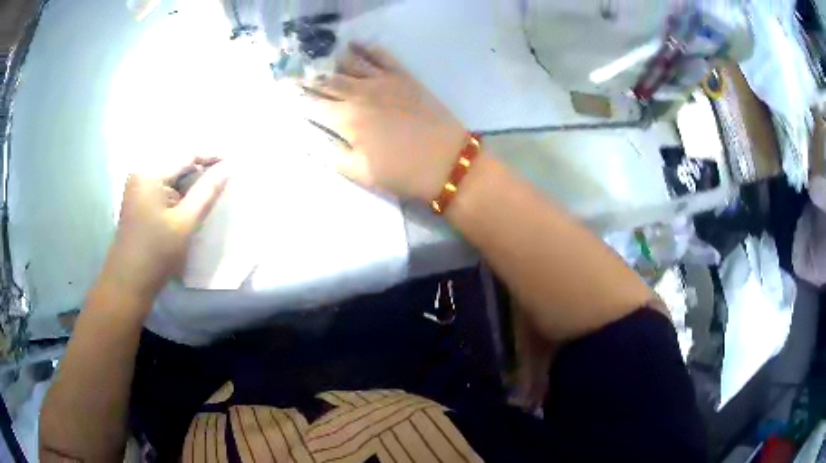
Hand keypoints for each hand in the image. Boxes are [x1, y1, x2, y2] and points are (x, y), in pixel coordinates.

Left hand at [103, 157, 229, 298]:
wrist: (128, 283)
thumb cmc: (156, 254)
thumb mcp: (185, 223)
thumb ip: (207, 192)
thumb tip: (230, 167)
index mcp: (150, 173)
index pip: (187, 153)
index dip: (213, 155)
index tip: (235, 162)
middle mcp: (142, 172)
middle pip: (179, 161)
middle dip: (202, 167)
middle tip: (226, 176)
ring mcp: (138, 185)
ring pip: (173, 174)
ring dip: (192, 180)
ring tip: (213, 187)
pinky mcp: (139, 198)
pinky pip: (164, 185)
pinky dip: (180, 190)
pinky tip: (192, 200)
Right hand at [300, 43, 467, 200]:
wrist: (448, 162)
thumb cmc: (403, 173)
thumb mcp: (361, 173)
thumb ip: (331, 155)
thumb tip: (307, 142)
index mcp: (347, 120)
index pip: (313, 105)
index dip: (296, 98)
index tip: (283, 92)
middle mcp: (359, 94)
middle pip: (326, 81)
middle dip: (306, 77)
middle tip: (292, 72)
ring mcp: (383, 81)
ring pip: (349, 64)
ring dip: (330, 60)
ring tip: (316, 57)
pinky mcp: (403, 76)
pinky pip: (381, 56)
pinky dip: (366, 48)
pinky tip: (353, 44)